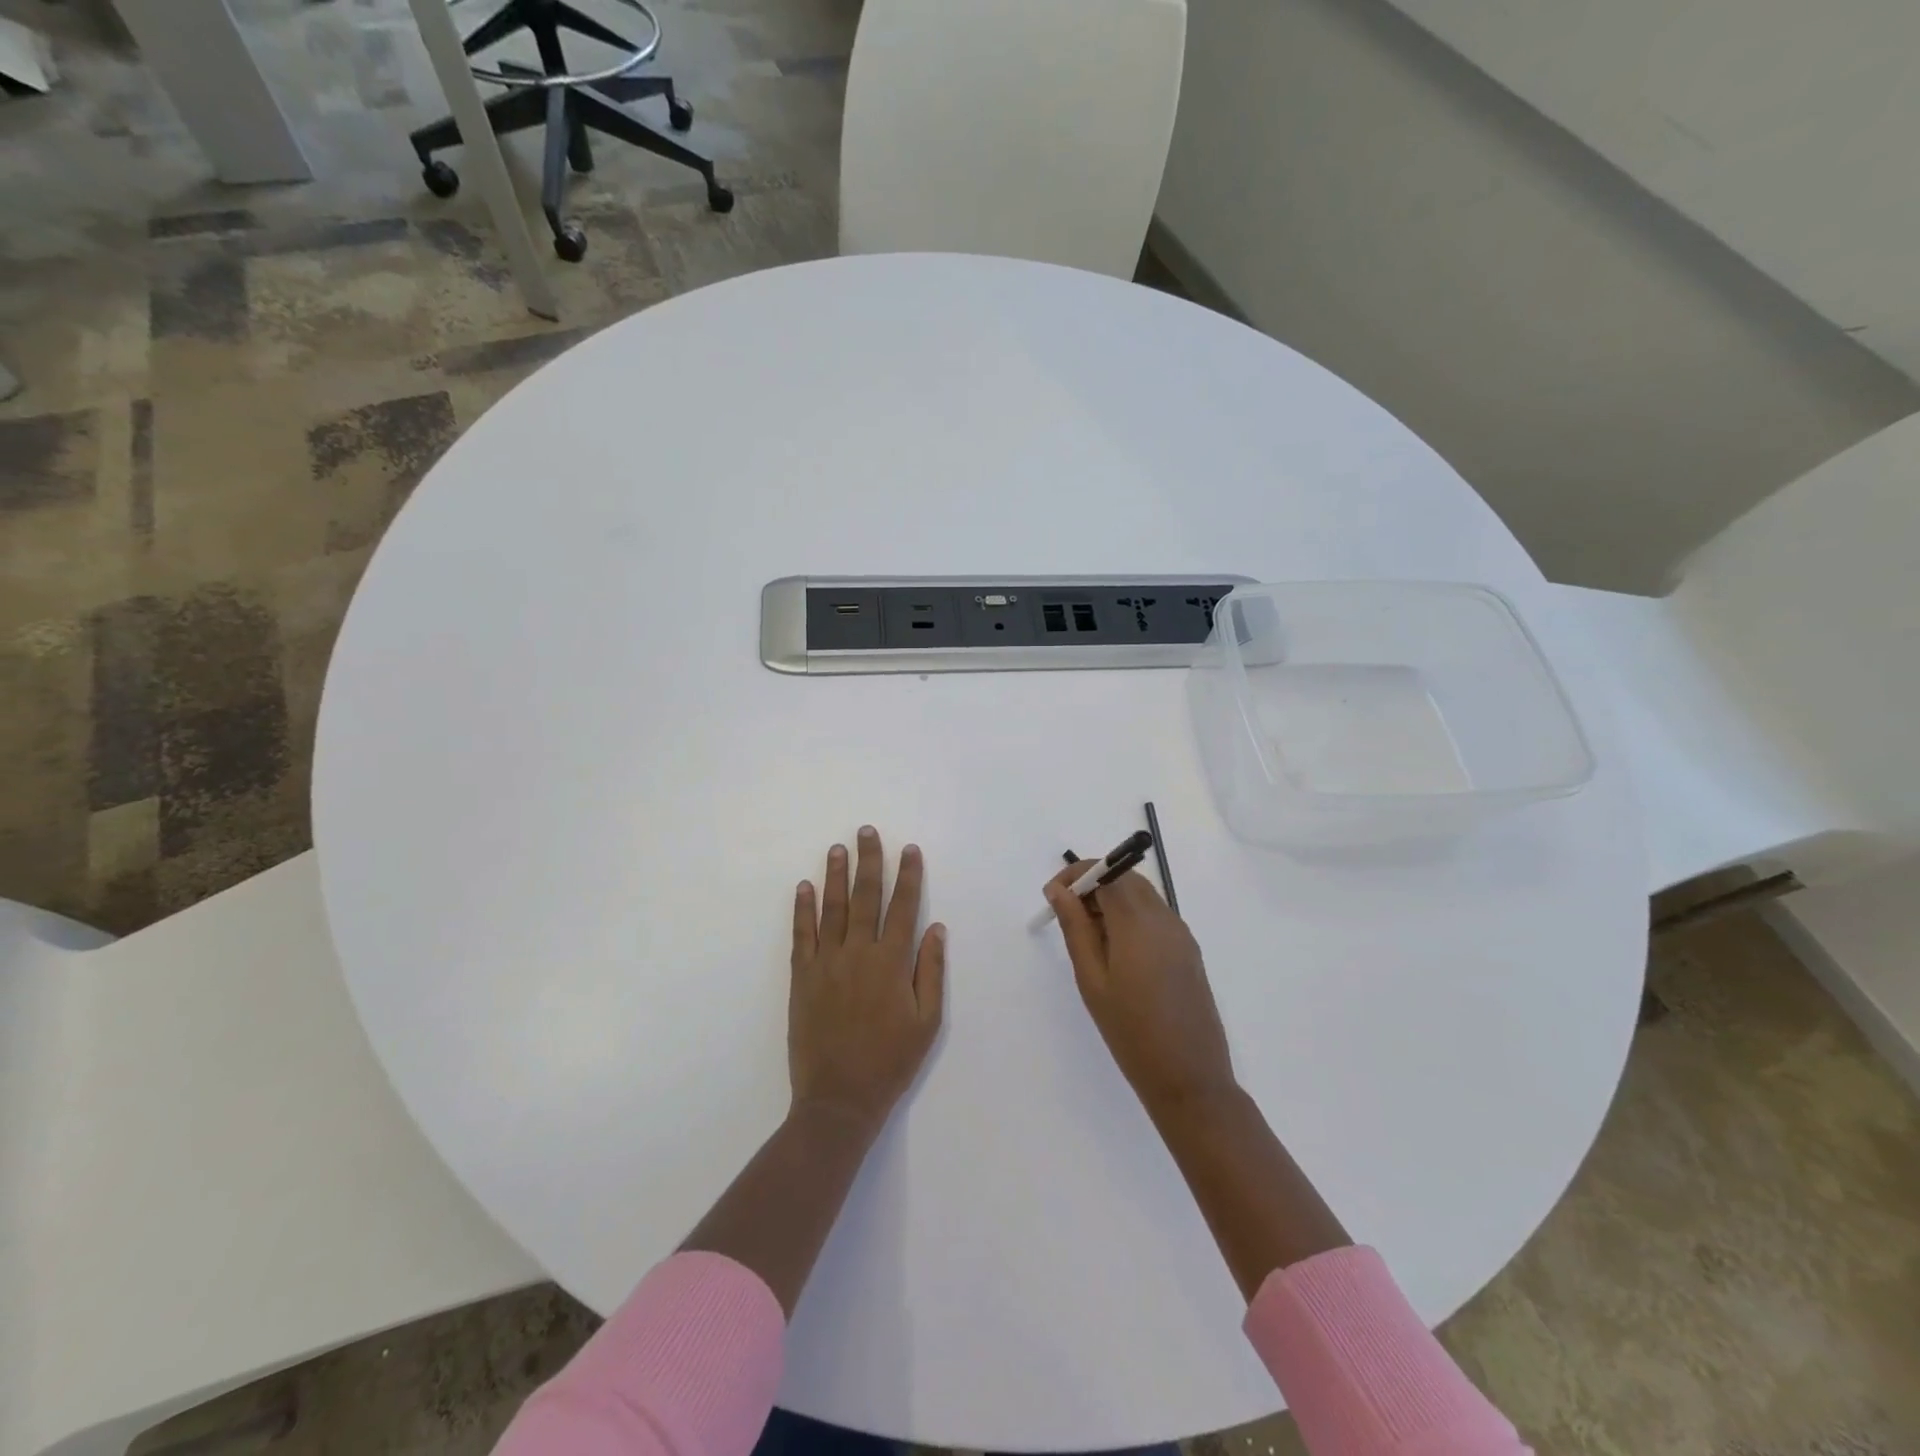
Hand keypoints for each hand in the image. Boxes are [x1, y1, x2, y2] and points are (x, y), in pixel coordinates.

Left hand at [790, 826, 945, 1131]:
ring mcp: (826, 963)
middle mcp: (858, 953)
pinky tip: (804, 887)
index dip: (908, 876)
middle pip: (865, 897)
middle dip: (869, 862)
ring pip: (832, 908)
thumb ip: (931, 971)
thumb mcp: (927, 1022)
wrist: (839, 1099)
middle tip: (867, 832)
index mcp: (892, 963)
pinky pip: (801, 935)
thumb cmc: (891, 1061)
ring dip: (835, 875)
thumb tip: (936, 928)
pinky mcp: (801, 978)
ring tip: (838, 848)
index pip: (903, 907)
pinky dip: (803, 909)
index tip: (909, 850)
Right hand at [1046, 862, 1236, 1116]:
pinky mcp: (1188, 950)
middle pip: (1126, 878)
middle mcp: (1164, 917)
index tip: (1053, 896)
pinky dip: (1131, 917)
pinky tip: (1116, 953)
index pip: (1107, 871)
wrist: (1189, 1078)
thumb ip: (1075, 928)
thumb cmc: (1130, 1031)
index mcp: (1138, 921)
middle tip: (1067, 916)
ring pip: (1142, 895)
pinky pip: (1155, 916)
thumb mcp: (1092, 979)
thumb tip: (1059, 890)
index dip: (1077, 875)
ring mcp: (1181, 933)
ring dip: (1112, 901)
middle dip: (1093, 885)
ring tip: (1088, 938)